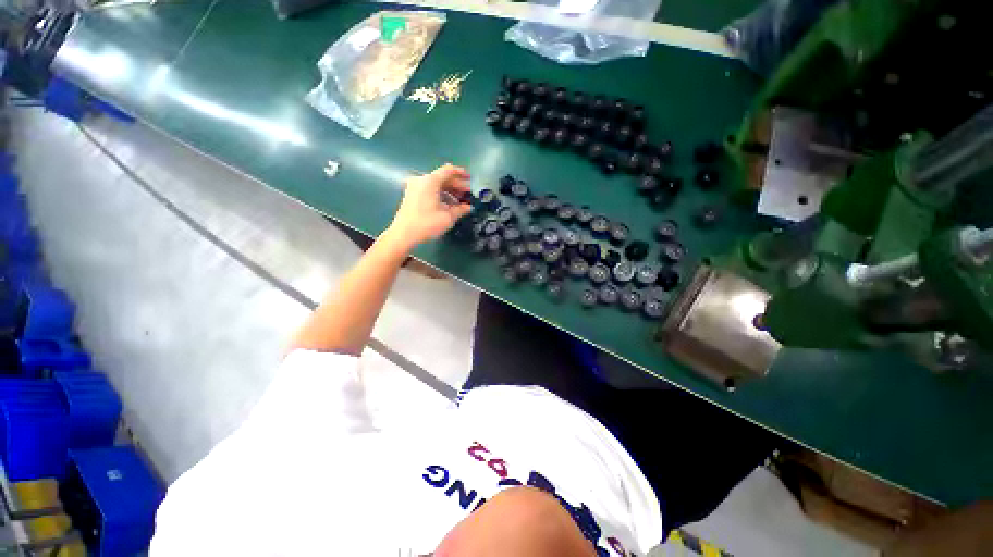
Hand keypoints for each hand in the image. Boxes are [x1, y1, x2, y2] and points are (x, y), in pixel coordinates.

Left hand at [385, 163, 471, 251]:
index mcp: (430, 181)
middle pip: (442, 178)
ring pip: (436, 185)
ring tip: (459, 202)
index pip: (448, 170)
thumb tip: (469, 207)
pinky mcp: (411, 195)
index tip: (470, 179)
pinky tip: (447, 205)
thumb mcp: (448, 217)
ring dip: (449, 191)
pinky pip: (429, 190)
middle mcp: (421, 180)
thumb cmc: (427, 224)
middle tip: (467, 194)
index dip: (461, 173)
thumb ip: (461, 209)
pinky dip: (440, 195)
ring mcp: (414, 187)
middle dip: (456, 185)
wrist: (403, 234)